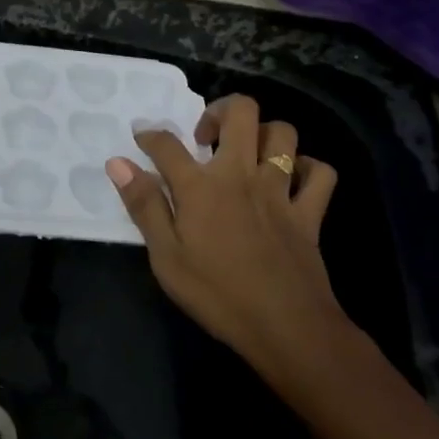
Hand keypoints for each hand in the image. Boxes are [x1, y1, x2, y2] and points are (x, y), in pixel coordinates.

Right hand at [107, 95, 345, 382]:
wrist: (287, 328)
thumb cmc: (218, 295)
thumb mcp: (166, 258)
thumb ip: (144, 205)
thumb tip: (118, 163)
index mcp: (202, 186)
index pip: (168, 144)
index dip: (150, 135)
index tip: (143, 138)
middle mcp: (242, 174)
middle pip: (241, 112)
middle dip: (220, 109)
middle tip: (206, 135)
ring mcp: (280, 190)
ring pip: (283, 133)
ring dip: (264, 133)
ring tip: (247, 152)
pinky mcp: (310, 212)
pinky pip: (321, 173)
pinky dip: (308, 168)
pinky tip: (292, 180)